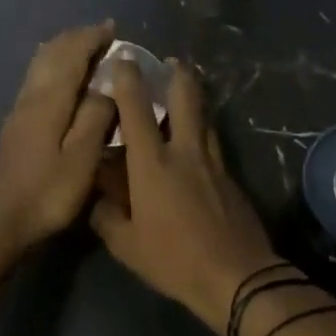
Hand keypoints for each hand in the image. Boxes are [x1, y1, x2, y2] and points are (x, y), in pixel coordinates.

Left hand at [0, 22, 117, 254]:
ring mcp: (19, 111)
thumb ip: (96, 118)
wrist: (2, 221)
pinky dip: (54, 68)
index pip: (70, 56)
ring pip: (40, 66)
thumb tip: (106, 89)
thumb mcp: (82, 159)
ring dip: (62, 51)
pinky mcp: (16, 126)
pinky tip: (63, 80)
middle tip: (101, 34)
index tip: (112, 27)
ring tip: (85, 49)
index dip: (90, 39)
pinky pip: (37, 80)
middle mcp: (30, 98)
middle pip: (50, 54)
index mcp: (48, 101)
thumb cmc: (48, 193)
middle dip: (75, 39)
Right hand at [90, 59, 282, 335]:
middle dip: (178, 74)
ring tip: (184, 92)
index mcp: (153, 164)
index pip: (136, 110)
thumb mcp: (127, 246)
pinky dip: (203, 131)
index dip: (128, 80)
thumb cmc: (174, 259)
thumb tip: (98, 200)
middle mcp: (185, 152)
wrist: (238, 277)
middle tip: (171, 62)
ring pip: (205, 117)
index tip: (123, 58)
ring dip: (194, 99)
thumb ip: (107, 218)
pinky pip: (214, 143)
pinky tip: (197, 142)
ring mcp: (214, 162)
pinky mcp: (232, 178)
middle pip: (185, 98)